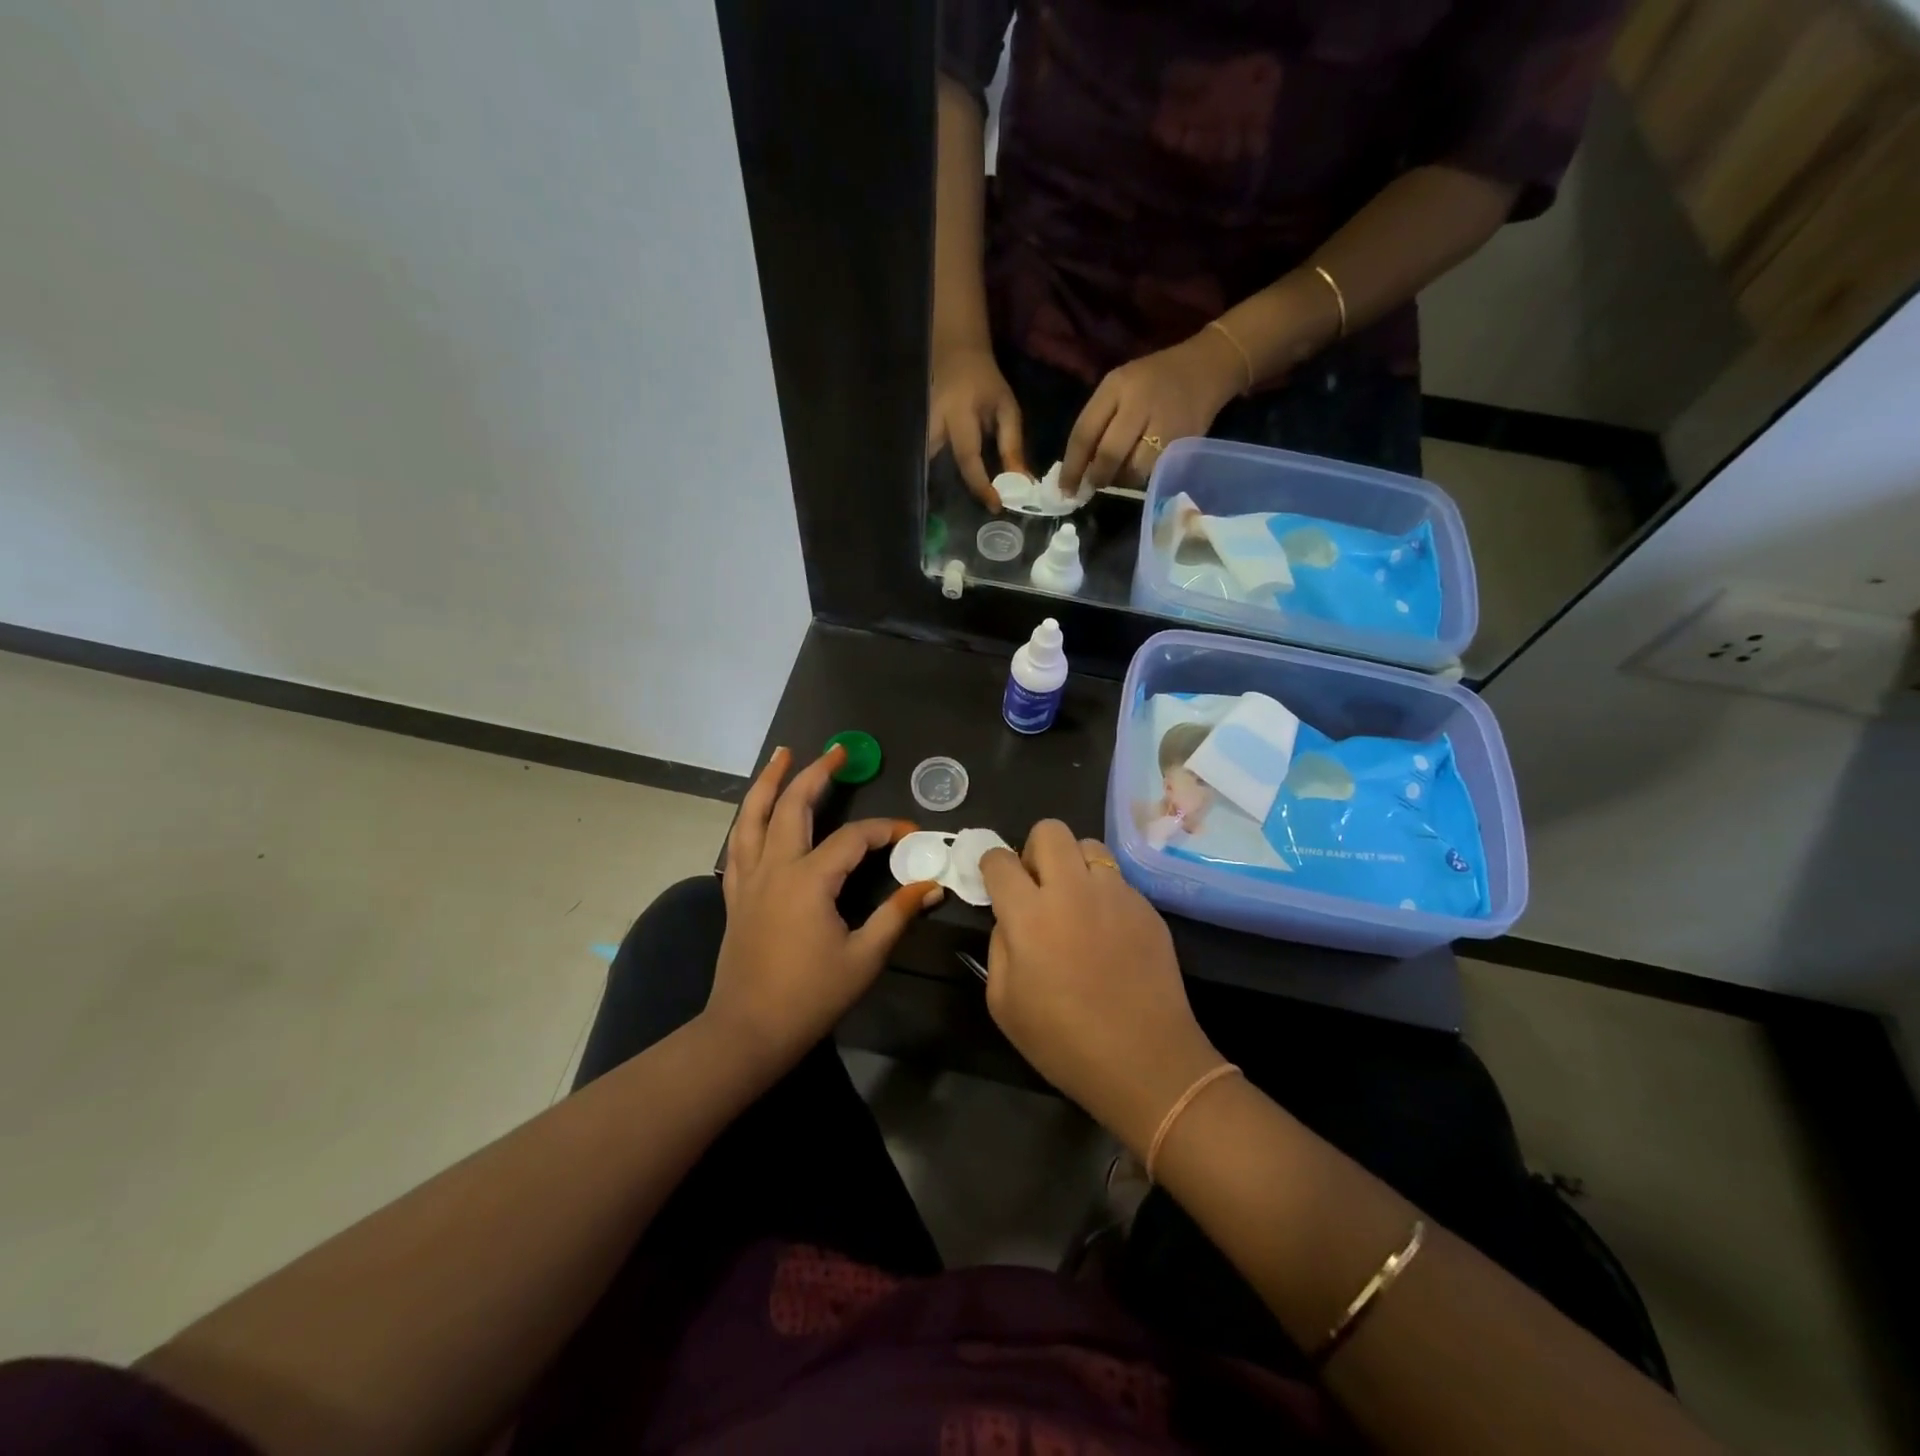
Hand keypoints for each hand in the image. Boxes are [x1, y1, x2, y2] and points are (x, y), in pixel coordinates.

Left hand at [712, 745, 940, 1070]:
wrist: (747, 1031)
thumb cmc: (809, 997)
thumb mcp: (863, 958)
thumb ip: (896, 915)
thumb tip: (930, 886)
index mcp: (809, 881)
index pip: (853, 839)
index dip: (884, 830)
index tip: (909, 832)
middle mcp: (775, 868)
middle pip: (794, 807)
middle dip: (816, 774)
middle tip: (837, 751)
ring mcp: (749, 879)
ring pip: (754, 816)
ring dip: (769, 782)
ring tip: (781, 754)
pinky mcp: (735, 894)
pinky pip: (738, 843)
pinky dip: (748, 818)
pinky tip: (755, 811)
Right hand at [928, 342, 1026, 508]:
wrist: (957, 356)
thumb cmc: (985, 383)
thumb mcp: (1006, 409)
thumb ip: (1012, 446)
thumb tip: (1021, 483)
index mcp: (958, 416)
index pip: (968, 458)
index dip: (982, 485)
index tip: (996, 505)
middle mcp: (932, 425)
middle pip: (933, 467)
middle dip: (946, 492)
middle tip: (962, 513)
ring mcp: (919, 429)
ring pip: (921, 466)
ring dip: (934, 487)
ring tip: (947, 509)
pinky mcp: (915, 434)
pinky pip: (921, 462)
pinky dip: (930, 478)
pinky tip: (940, 493)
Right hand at [979, 822, 1225, 1153]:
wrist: (1146, 1062)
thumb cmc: (1063, 1041)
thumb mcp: (1004, 1002)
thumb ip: (999, 946)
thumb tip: (1009, 918)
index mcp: (1030, 914)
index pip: (999, 860)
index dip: (991, 866)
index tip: (995, 882)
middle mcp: (1073, 890)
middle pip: (1050, 830)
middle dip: (1034, 849)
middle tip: (1036, 885)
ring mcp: (1116, 894)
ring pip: (1089, 846)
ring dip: (1074, 865)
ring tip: (1076, 902)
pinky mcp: (1147, 907)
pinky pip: (1117, 880)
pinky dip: (1103, 893)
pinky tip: (1108, 932)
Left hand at [1059, 330, 1244, 494]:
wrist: (1208, 367)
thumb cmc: (1152, 381)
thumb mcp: (1118, 388)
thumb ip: (1096, 424)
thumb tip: (1078, 470)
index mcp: (1117, 386)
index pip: (1085, 433)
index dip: (1072, 467)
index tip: (1064, 490)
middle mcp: (1141, 403)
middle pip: (1109, 455)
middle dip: (1096, 477)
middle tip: (1091, 487)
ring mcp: (1166, 423)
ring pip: (1134, 469)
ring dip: (1121, 480)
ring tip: (1119, 474)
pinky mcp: (1186, 440)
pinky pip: (1156, 470)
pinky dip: (1142, 476)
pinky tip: (1140, 468)